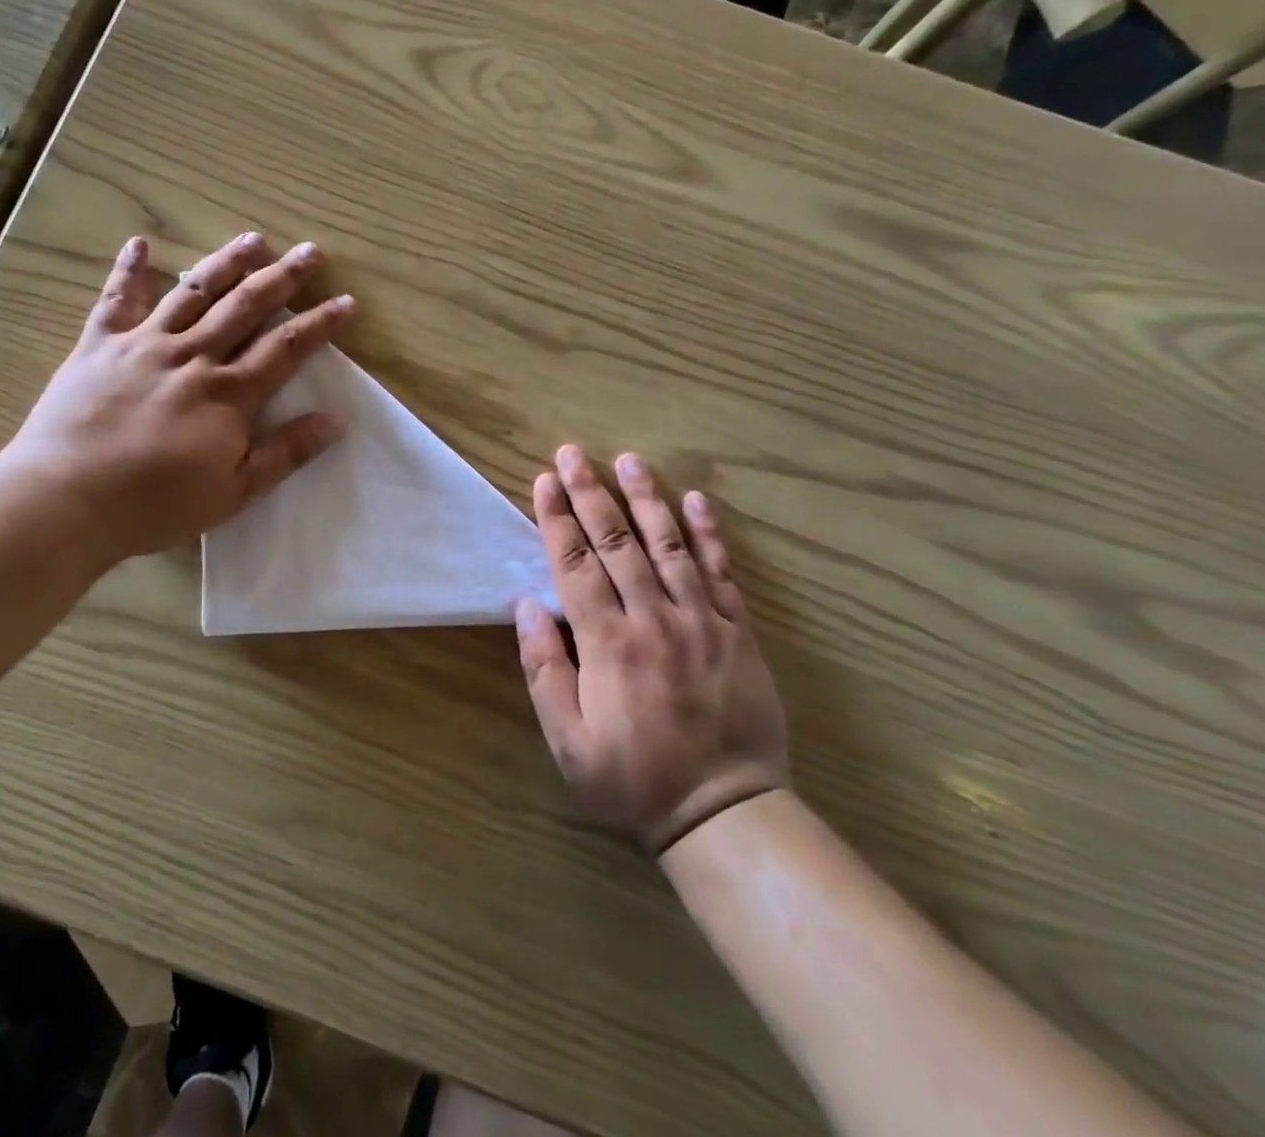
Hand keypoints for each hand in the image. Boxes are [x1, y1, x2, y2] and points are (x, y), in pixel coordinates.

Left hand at [0, 232, 354, 564]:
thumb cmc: (154, 505)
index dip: (320, 323)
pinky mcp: (99, 345)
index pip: (285, 347)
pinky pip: (116, 299)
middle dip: (282, 278)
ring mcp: (143, 345)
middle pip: (245, 307)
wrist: (64, 501)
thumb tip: (335, 421)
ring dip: (225, 263)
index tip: (347, 302)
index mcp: (227, 393)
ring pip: (192, 292)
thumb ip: (285, 453)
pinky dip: (128, 270)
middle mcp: (191, 356)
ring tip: (252, 239)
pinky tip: (140, 244)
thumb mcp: (233, 492)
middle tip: (309, 251)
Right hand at [516, 447, 788, 856]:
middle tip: (573, 453)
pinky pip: (722, 573)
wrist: (725, 812)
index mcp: (607, 643)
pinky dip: (708, 534)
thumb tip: (527, 606)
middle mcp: (653, 618)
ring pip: (668, 546)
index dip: (557, 518)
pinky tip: (696, 500)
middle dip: (590, 493)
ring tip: (628, 460)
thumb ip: (544, 670)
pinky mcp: (737, 631)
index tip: (544, 480)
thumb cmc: (633, 779)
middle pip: (616, 543)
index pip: (575, 564)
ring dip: (645, 499)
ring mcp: (700, 620)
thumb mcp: (568, 741)